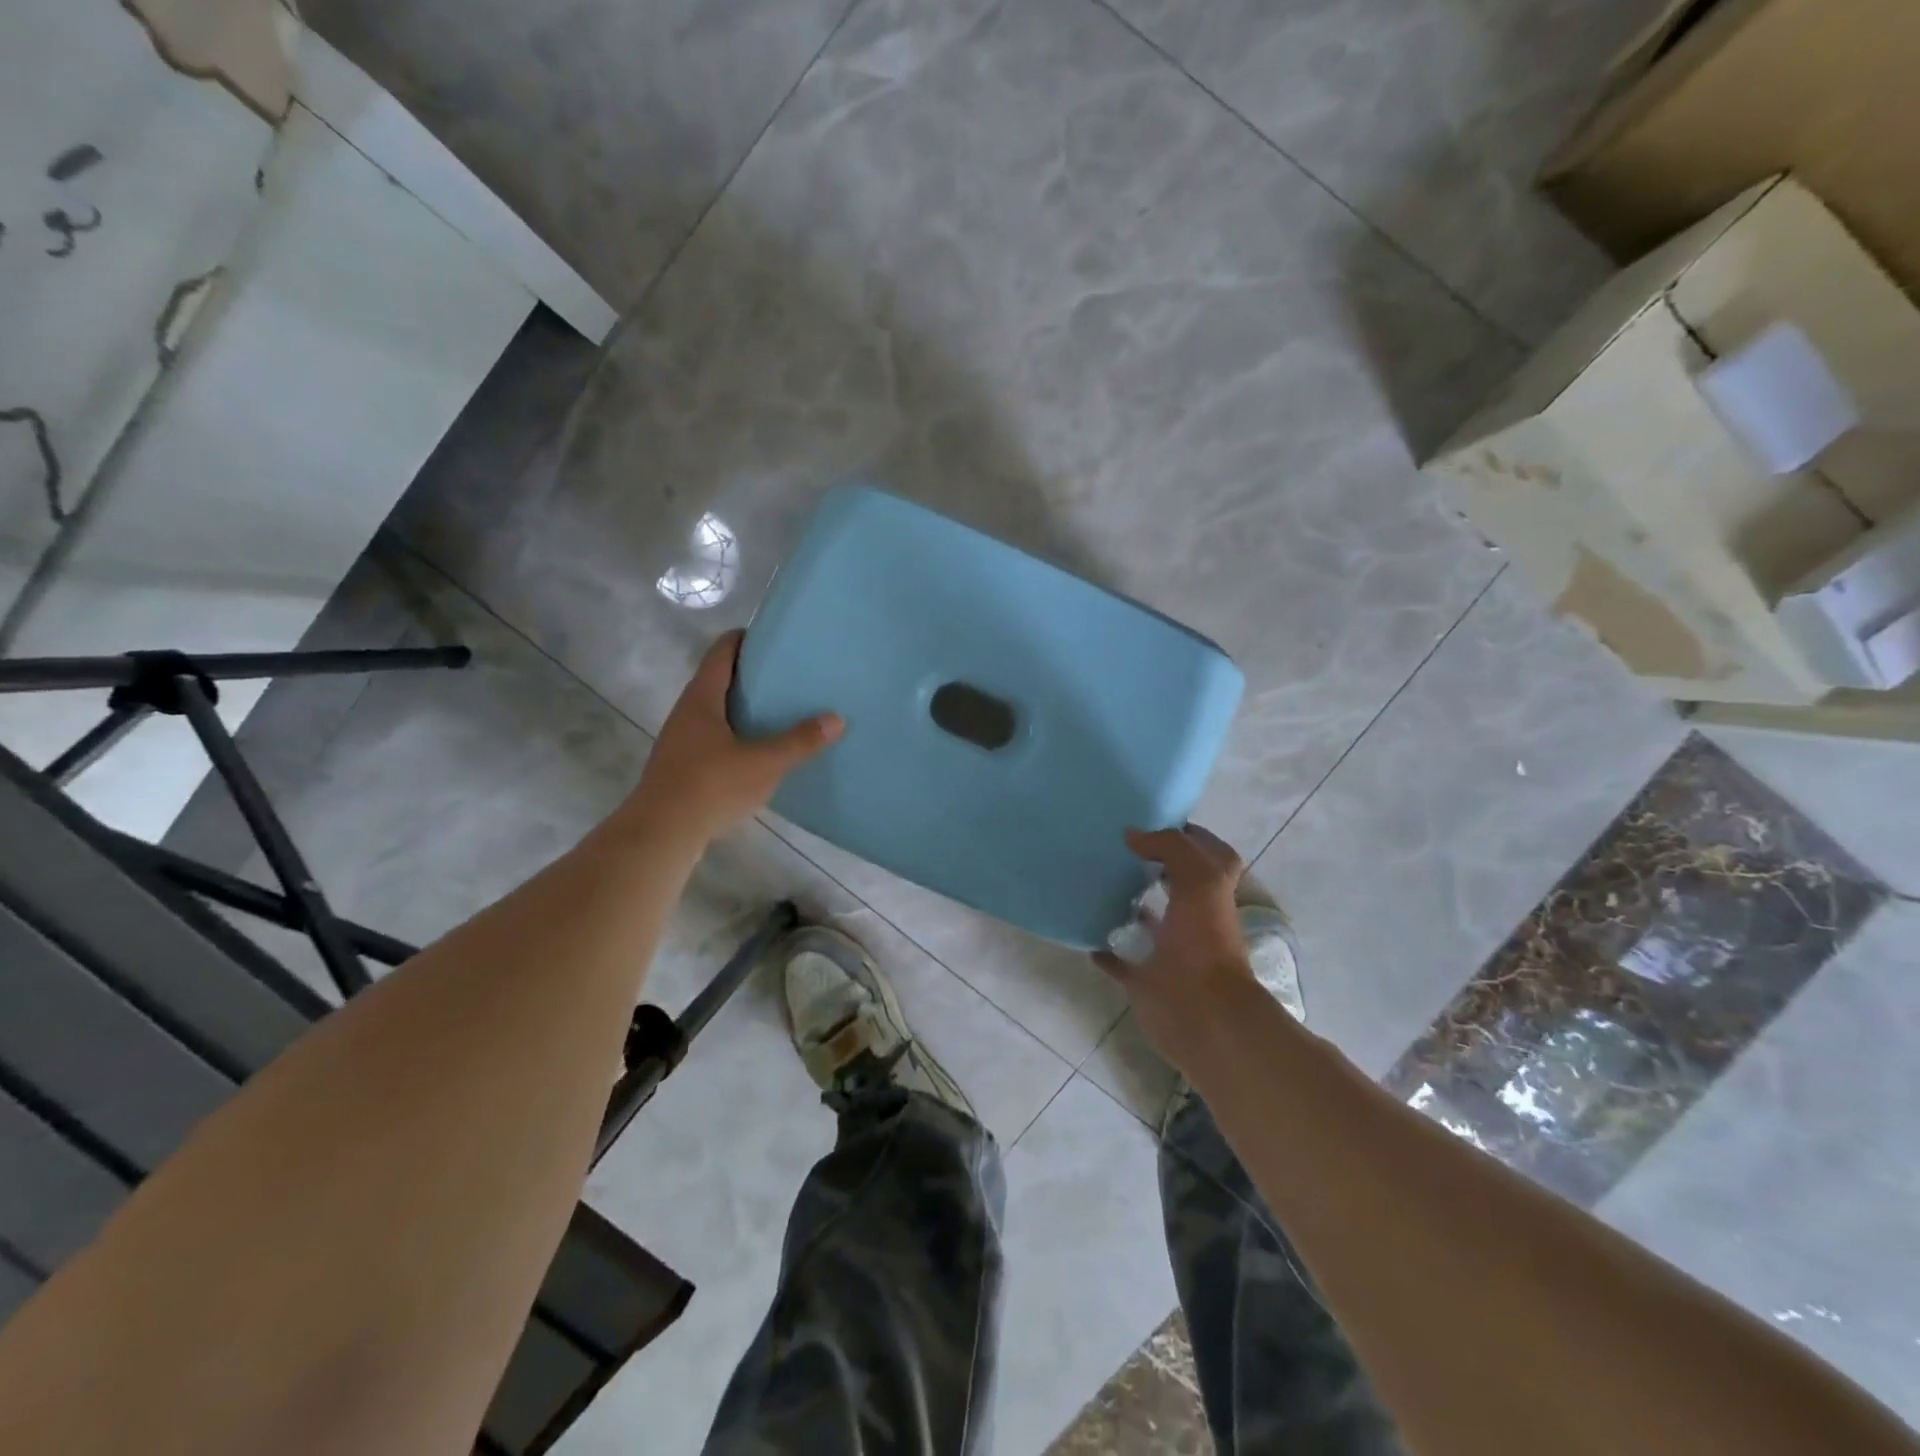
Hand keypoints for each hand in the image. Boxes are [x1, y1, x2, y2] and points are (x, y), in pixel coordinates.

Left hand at [623, 631, 842, 847]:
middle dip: (752, 676)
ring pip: (717, 712)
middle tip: (788, 676)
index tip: (776, 639)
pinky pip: (714, 739)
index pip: (722, 651)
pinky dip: (737, 736)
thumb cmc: (710, 786)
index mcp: (702, 698)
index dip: (746, 639)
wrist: (661, 833)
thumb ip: (799, 741)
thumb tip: (836, 718)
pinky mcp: (683, 767)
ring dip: (744, 708)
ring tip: (780, 713)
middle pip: (720, 680)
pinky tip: (759, 752)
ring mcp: (682, 740)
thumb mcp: (764, 763)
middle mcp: (687, 712)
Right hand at [1094, 824, 1260, 1068]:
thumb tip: (1132, 835)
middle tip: (1115, 846)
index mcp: (1212, 893)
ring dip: (1128, 905)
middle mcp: (1193, 918)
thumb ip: (1170, 847)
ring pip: (1147, 921)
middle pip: (1175, 884)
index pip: (1208, 854)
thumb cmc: (1205, 941)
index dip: (1189, 835)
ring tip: (1096, 881)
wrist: (1201, 1013)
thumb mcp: (1200, 879)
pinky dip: (1103, 949)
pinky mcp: (1144, 979)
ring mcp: (1169, 950)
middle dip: (1153, 865)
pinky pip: (1119, 960)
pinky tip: (1084, 932)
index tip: (1152, 818)